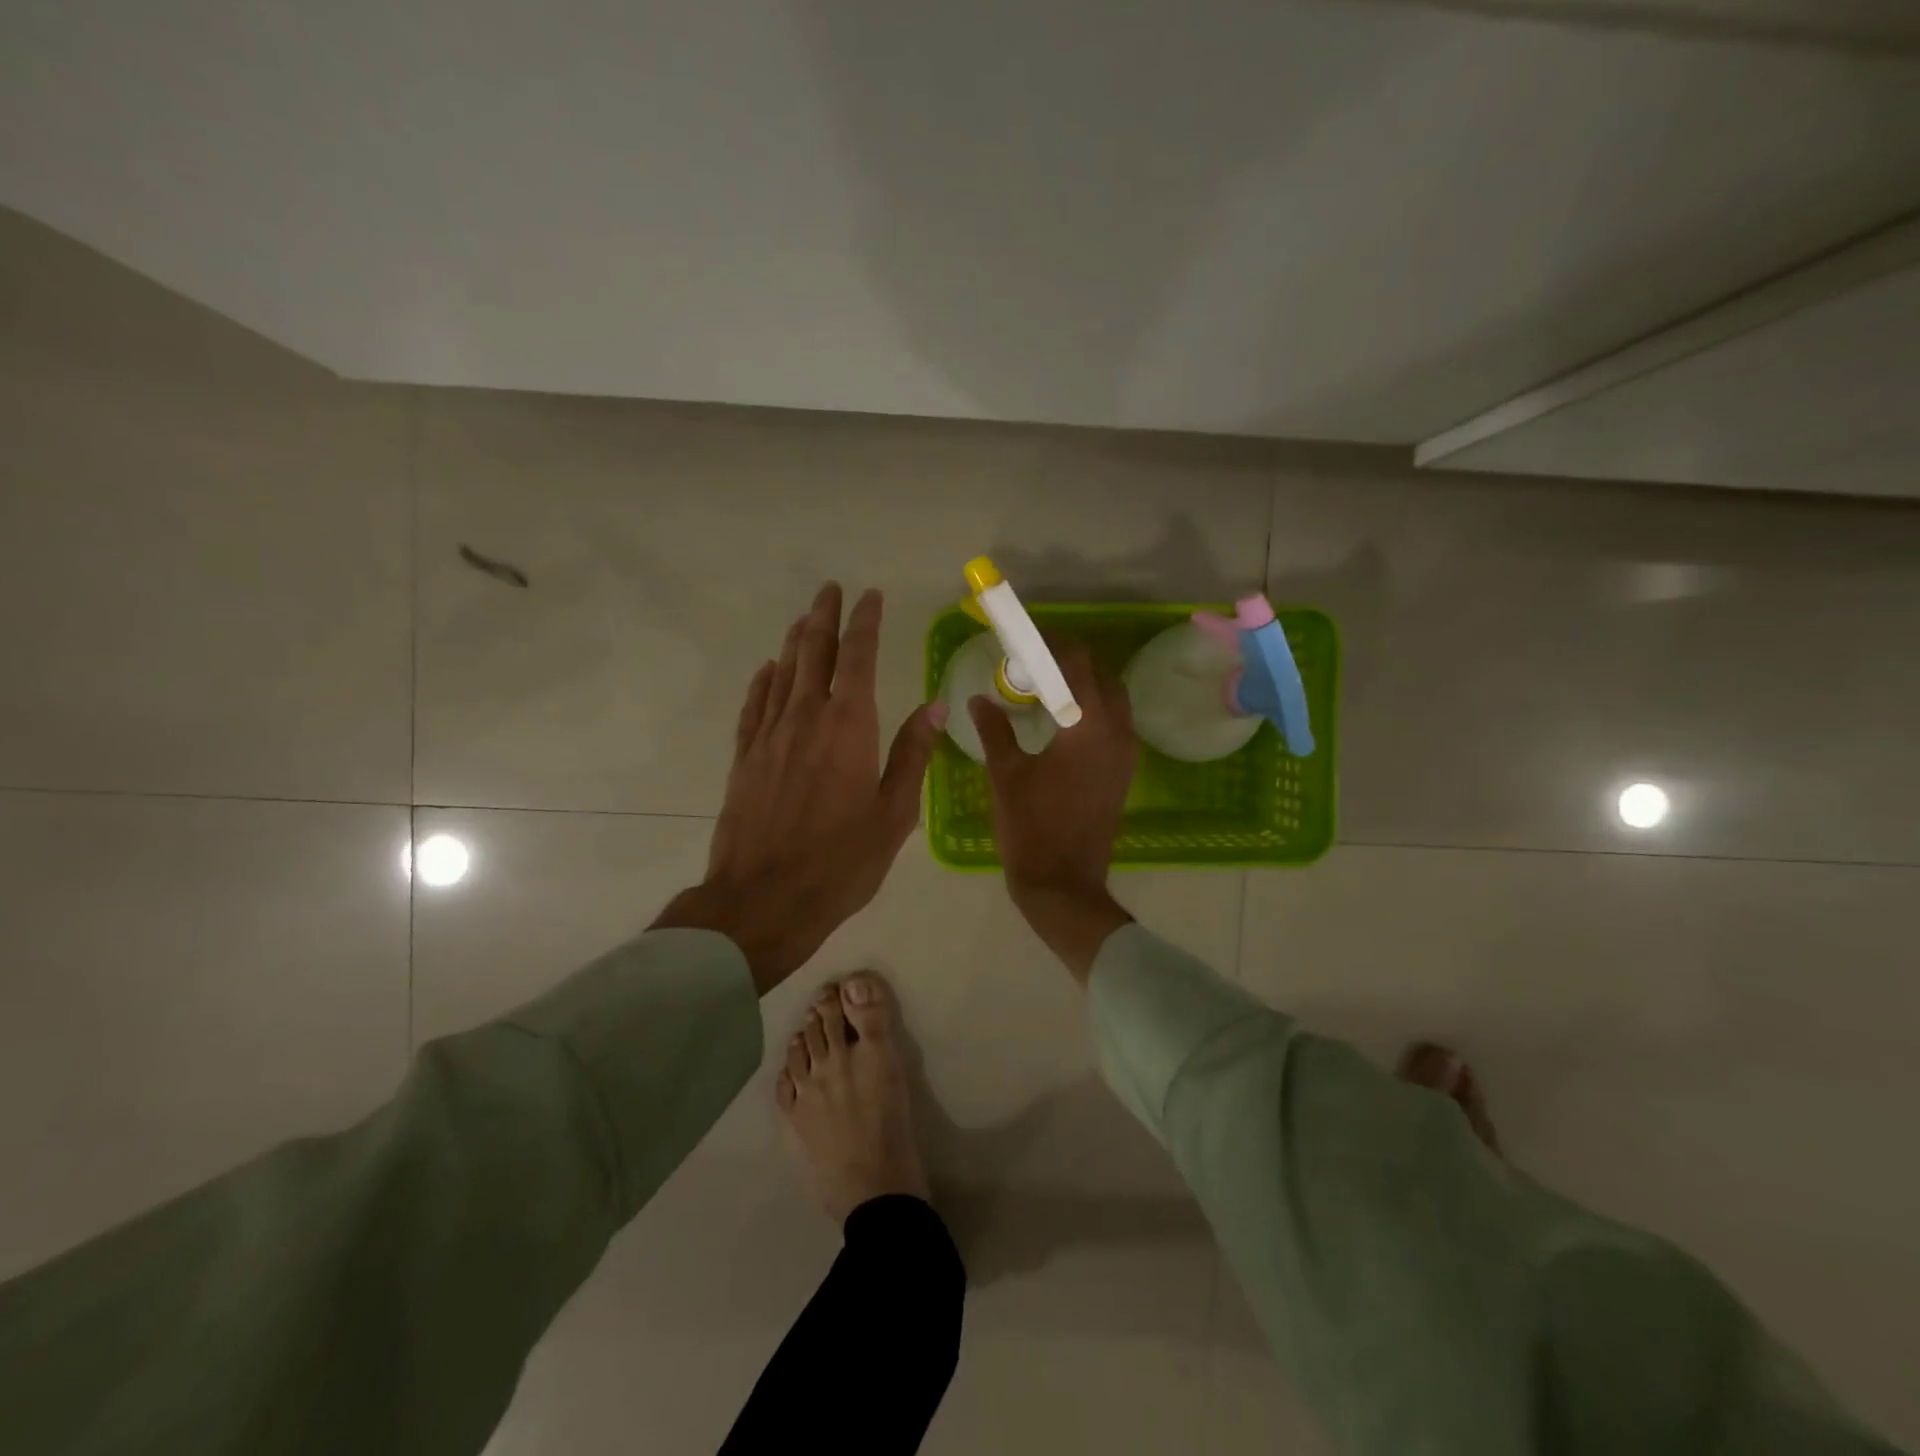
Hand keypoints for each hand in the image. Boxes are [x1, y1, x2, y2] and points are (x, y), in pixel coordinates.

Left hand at [654, 583, 945, 994]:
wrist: (763, 900)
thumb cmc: (840, 862)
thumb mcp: (893, 814)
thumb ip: (913, 755)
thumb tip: (935, 706)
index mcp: (848, 727)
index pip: (857, 658)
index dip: (865, 623)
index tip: (871, 596)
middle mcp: (806, 718)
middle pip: (814, 653)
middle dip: (825, 617)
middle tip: (831, 589)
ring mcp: (769, 736)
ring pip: (783, 673)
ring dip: (796, 641)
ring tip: (806, 618)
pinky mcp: (745, 758)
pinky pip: (755, 706)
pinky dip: (763, 681)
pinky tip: (768, 670)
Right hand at [968, 642, 1136, 980]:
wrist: (1063, 883)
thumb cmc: (1030, 827)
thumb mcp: (1005, 774)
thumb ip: (995, 729)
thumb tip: (980, 699)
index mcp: (1087, 726)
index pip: (1076, 663)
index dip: (1053, 644)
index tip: (1027, 639)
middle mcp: (1116, 731)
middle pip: (1100, 676)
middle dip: (1070, 663)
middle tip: (1033, 667)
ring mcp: (1125, 754)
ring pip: (1112, 700)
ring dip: (1083, 687)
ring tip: (1045, 692)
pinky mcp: (1124, 772)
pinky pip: (1114, 724)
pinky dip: (1092, 711)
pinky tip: (1060, 724)